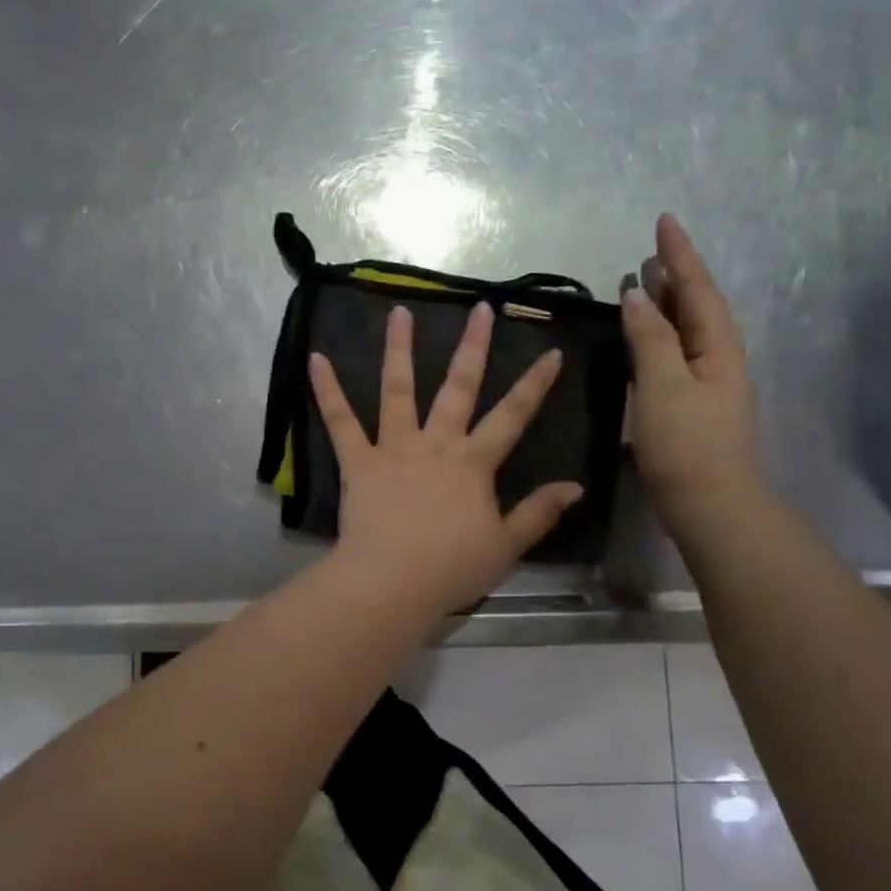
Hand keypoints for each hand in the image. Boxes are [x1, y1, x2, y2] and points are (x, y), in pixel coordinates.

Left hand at [308, 302, 584, 615]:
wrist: (393, 582)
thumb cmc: (452, 568)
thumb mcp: (507, 546)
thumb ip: (539, 512)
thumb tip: (575, 486)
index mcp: (474, 463)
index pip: (513, 416)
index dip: (535, 384)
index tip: (551, 352)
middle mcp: (436, 444)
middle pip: (459, 387)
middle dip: (473, 346)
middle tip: (480, 307)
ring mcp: (395, 448)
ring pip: (398, 390)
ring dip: (399, 349)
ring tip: (399, 311)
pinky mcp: (359, 461)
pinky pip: (340, 421)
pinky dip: (327, 390)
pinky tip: (315, 358)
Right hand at [622, 214, 763, 529]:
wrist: (711, 505)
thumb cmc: (686, 443)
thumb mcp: (664, 384)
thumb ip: (650, 337)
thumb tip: (638, 293)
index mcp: (718, 348)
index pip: (698, 289)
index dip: (681, 255)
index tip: (665, 220)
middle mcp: (720, 359)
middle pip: (698, 306)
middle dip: (677, 275)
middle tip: (654, 249)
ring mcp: (709, 384)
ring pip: (688, 330)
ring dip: (668, 303)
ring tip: (646, 282)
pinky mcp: (694, 405)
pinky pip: (677, 353)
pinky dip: (660, 334)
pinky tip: (646, 337)